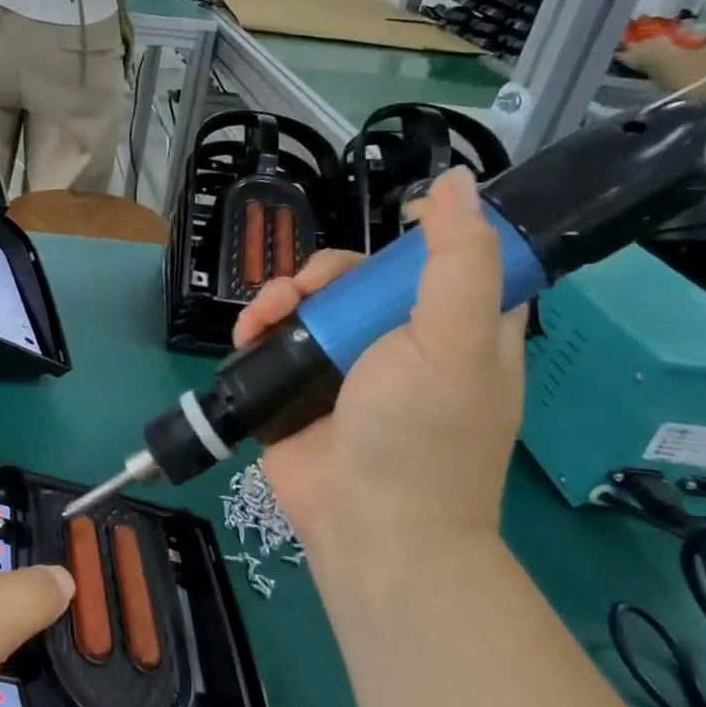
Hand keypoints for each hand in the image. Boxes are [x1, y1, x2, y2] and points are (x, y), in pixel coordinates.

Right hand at [232, 167, 525, 575]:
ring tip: (263, 317)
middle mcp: (403, 340)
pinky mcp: (300, 387)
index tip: (392, 227)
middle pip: (361, 275)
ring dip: (281, 296)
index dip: (420, 236)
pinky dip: (257, 328)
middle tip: (308, 291)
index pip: (447, 259)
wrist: (367, 525)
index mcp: (458, 327)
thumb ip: (457, 260)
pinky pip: (276, 338)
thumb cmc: (421, 432)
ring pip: (312, 302)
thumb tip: (453, 181)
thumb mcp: (453, 340)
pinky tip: (247, 335)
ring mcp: (347, 365)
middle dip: (326, 272)